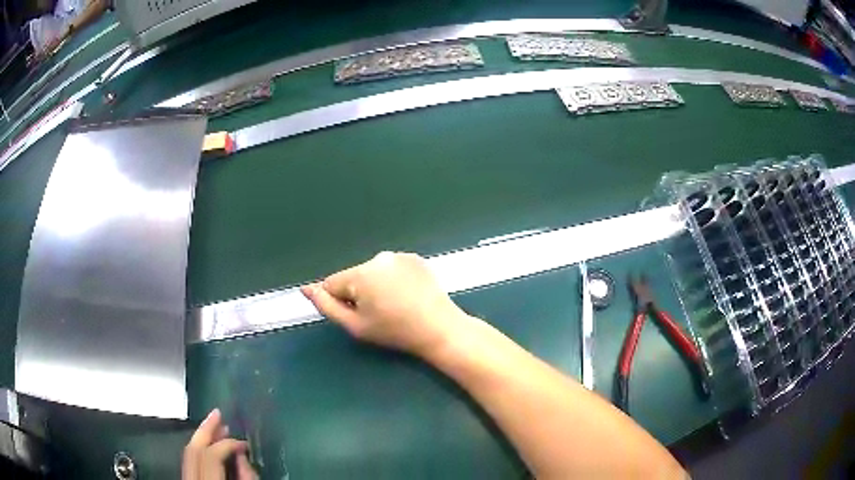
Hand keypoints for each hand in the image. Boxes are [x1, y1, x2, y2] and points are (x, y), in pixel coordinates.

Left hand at [182, 409, 256, 479]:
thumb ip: (246, 475)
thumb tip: (242, 454)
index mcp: (208, 479)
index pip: (212, 454)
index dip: (228, 444)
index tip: (244, 443)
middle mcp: (191, 475)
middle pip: (194, 447)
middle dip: (207, 428)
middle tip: (218, 412)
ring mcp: (186, 474)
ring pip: (189, 450)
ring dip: (202, 435)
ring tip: (216, 423)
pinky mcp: (186, 474)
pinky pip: (189, 456)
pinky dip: (199, 446)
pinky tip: (209, 441)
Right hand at [302, 252, 470, 356]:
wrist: (439, 328)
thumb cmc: (394, 332)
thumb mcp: (355, 325)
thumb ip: (326, 306)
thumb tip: (306, 288)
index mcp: (360, 273)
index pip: (332, 284)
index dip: (341, 303)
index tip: (360, 317)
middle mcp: (377, 258)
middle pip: (353, 277)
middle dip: (358, 294)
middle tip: (379, 315)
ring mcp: (398, 255)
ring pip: (372, 272)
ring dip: (375, 286)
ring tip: (395, 306)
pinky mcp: (415, 258)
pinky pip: (391, 268)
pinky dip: (392, 280)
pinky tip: (407, 295)